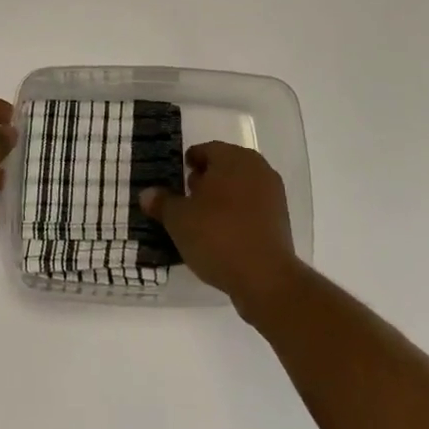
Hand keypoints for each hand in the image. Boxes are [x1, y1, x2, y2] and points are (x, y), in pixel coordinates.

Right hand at [140, 142, 299, 314]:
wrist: (265, 278)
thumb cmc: (217, 236)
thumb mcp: (179, 219)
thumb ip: (162, 202)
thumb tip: (147, 193)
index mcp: (233, 158)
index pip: (206, 150)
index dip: (189, 163)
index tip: (177, 178)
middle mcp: (257, 168)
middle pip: (225, 167)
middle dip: (206, 179)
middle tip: (187, 198)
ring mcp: (273, 194)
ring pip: (240, 188)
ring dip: (222, 198)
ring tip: (202, 220)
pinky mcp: (281, 220)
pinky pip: (252, 209)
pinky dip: (237, 215)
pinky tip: (222, 236)